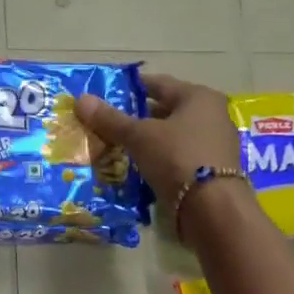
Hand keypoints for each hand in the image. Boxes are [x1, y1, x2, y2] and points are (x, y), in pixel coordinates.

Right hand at [73, 73, 244, 228]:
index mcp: (198, 97)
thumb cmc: (177, 158)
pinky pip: (176, 157)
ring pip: (171, 135)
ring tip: (115, 146)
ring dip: (146, 140)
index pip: (159, 84)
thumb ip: (111, 119)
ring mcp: (213, 145)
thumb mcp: (139, 136)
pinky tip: (136, 167)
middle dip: (136, 116)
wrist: (213, 209)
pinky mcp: (210, 171)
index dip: (131, 87)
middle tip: (106, 122)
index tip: (106, 93)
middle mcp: (211, 116)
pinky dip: (158, 159)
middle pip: (166, 110)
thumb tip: (80, 99)